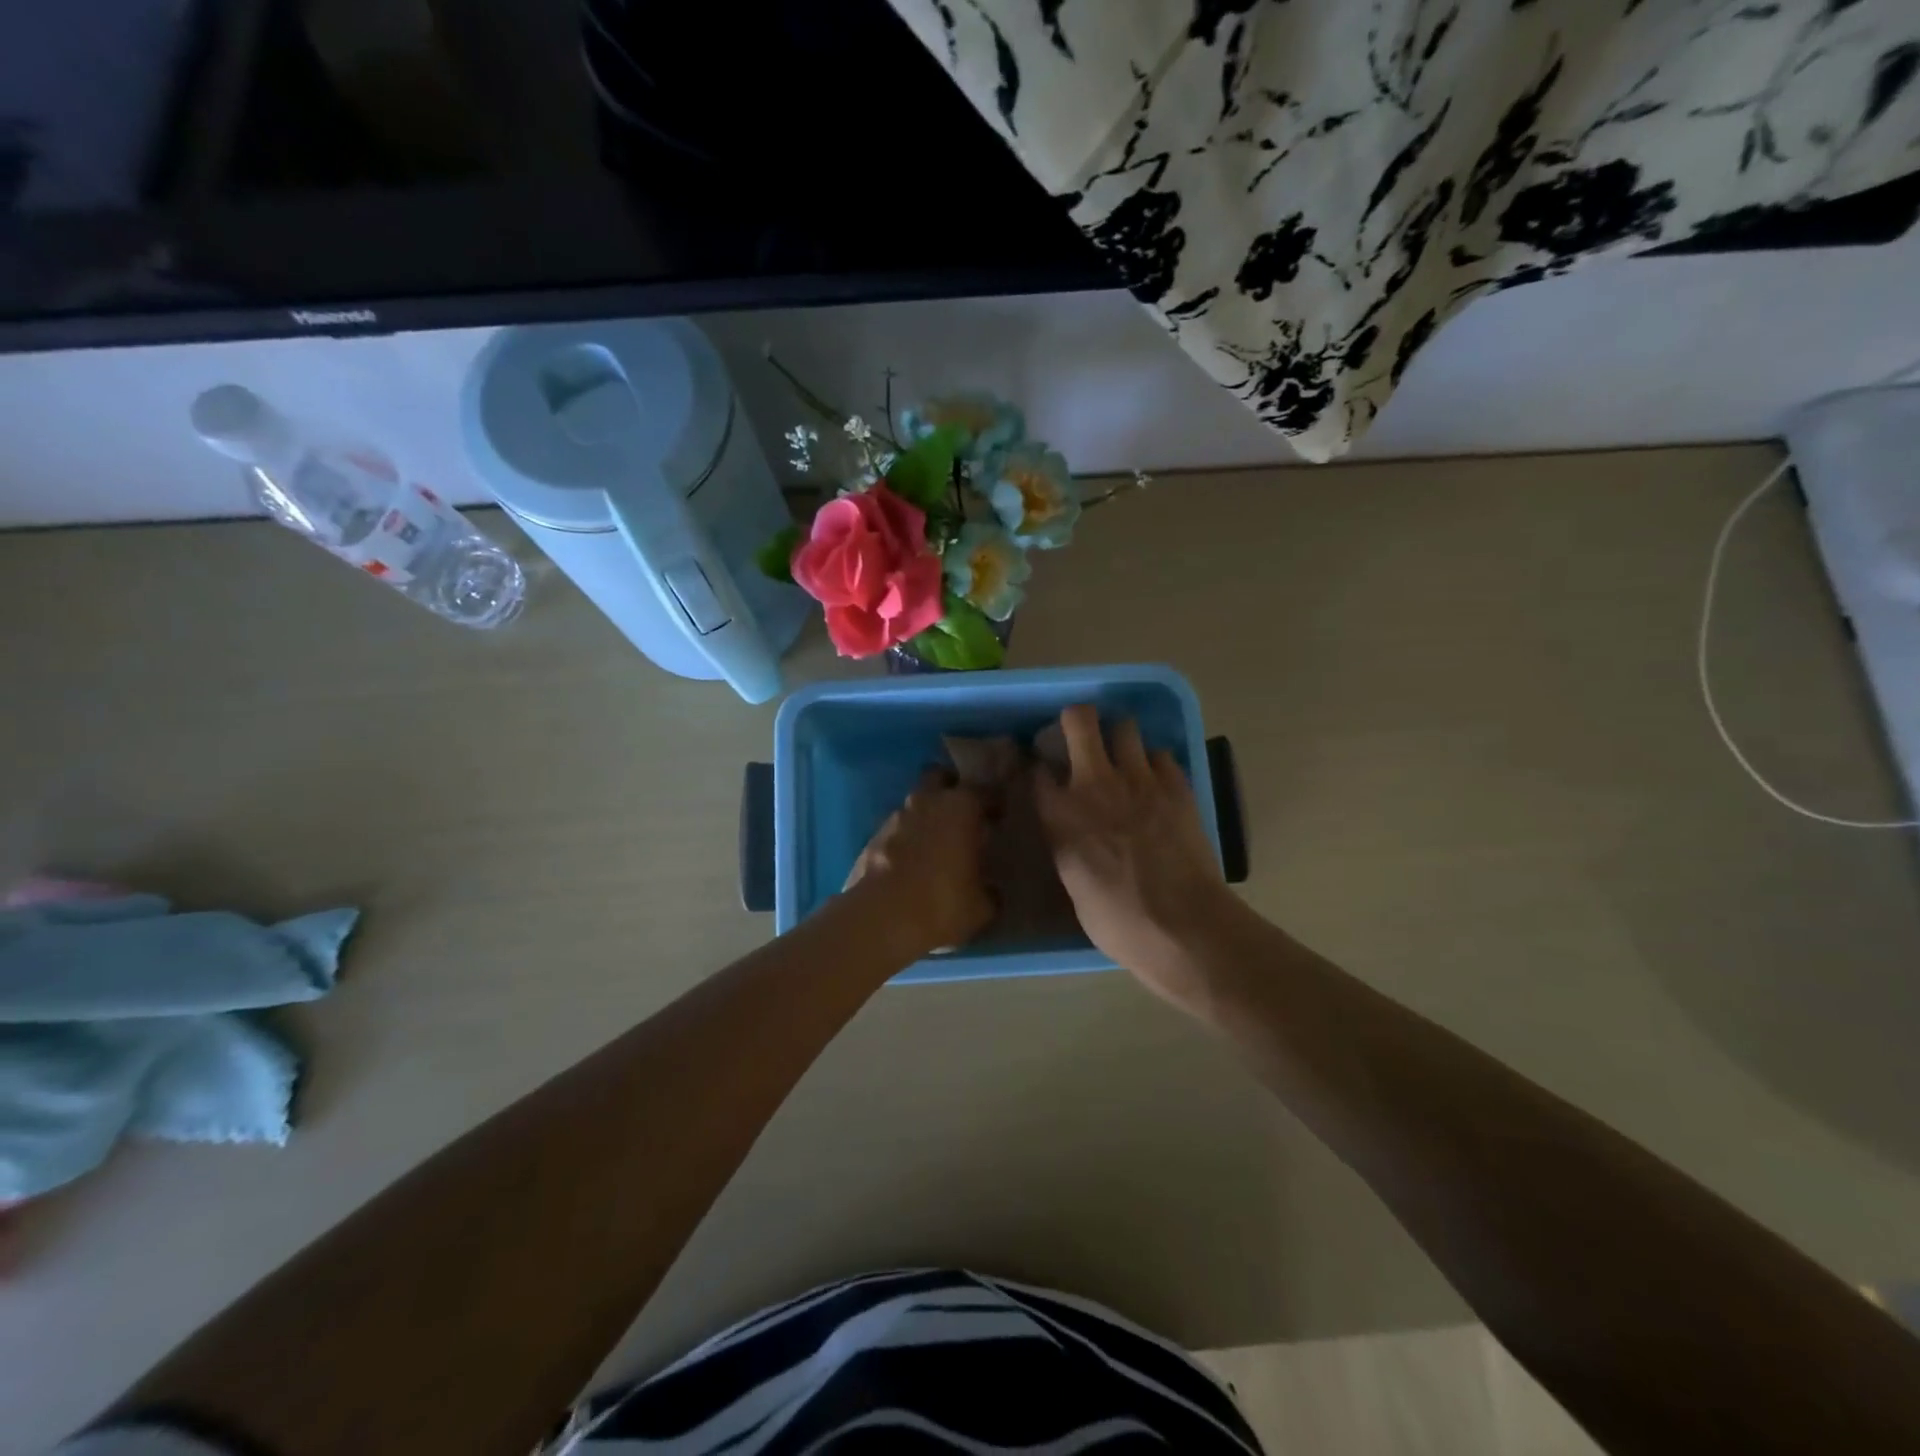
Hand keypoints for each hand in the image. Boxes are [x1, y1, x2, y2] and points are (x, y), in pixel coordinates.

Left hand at [846, 768, 995, 954]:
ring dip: (925, 818)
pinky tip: (909, 866)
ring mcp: (893, 818)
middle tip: (962, 816)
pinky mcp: (870, 839)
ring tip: (935, 846)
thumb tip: (989, 889)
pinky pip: (895, 831)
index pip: (984, 791)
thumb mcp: (982, 905)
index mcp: (960, 807)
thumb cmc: (943, 903)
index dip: (993, 803)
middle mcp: (926, 802)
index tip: (999, 817)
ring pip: (914, 806)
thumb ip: (988, 888)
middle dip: (949, 789)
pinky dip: (904, 841)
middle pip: (938, 778)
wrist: (880, 920)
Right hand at [1034, 705, 1235, 1002]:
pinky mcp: (1177, 786)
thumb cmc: (1119, 922)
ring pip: (1125, 727)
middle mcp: (1095, 784)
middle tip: (1081, 737)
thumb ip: (1068, 847)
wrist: (1183, 925)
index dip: (1040, 770)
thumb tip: (1072, 836)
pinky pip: (1160, 755)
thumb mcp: (1074, 886)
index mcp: (1061, 815)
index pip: (1038, 771)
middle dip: (1076, 720)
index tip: (1046, 778)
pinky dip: (1154, 764)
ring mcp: (1139, 780)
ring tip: (1123, 760)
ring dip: (1119, 739)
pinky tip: (1156, 784)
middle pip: (1080, 720)